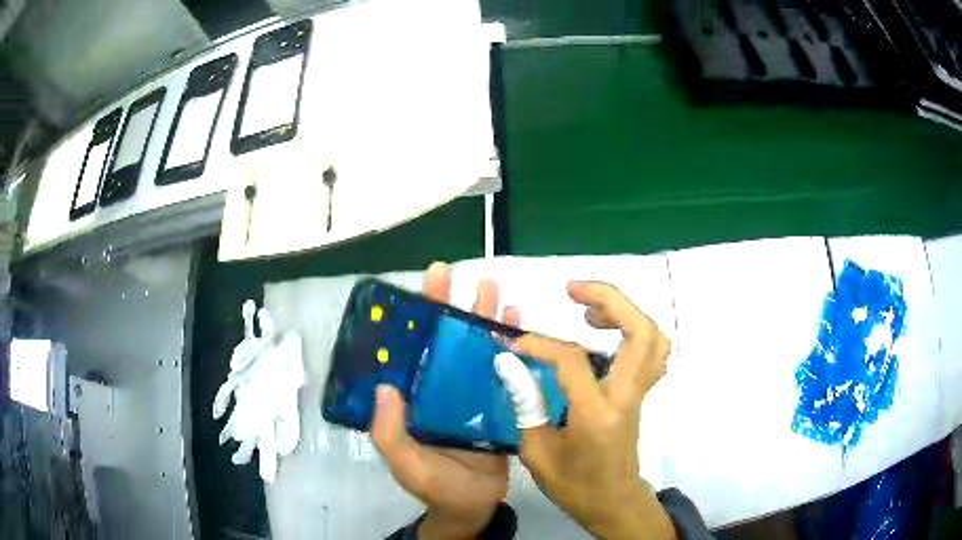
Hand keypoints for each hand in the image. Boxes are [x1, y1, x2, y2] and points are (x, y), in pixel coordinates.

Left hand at [372, 262, 517, 539]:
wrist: (474, 505)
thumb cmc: (435, 485)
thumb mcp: (405, 463)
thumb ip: (389, 433)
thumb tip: (384, 388)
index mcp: (418, 396)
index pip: (416, 348)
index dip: (420, 315)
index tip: (427, 282)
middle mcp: (443, 388)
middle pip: (448, 340)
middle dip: (453, 305)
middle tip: (459, 273)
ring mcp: (473, 394)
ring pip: (479, 349)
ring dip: (485, 319)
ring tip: (495, 290)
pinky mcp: (499, 405)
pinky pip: (505, 371)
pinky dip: (512, 347)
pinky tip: (518, 327)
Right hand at [495, 281, 674, 539]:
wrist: (613, 502)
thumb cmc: (573, 485)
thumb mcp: (537, 452)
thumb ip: (525, 404)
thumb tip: (509, 361)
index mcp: (597, 414)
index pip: (573, 360)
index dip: (541, 343)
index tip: (514, 342)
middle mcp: (627, 396)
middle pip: (640, 331)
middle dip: (609, 299)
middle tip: (572, 291)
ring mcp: (640, 393)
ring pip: (653, 337)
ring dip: (624, 311)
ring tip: (587, 309)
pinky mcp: (642, 392)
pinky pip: (652, 350)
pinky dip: (633, 329)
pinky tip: (605, 333)